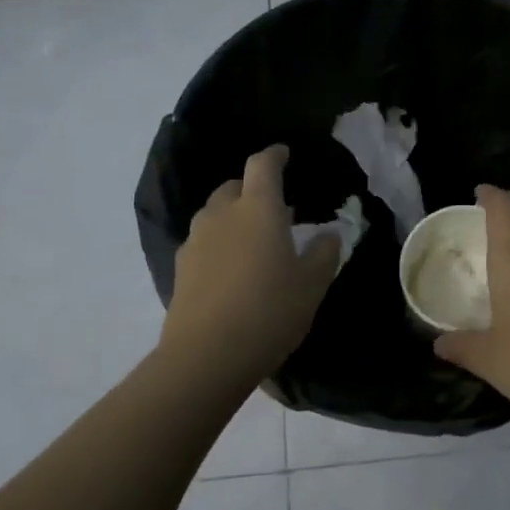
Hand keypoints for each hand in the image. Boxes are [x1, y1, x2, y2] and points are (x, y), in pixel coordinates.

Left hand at [160, 145, 341, 381]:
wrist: (207, 355)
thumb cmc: (270, 310)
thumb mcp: (312, 284)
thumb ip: (324, 253)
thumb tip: (328, 234)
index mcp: (257, 208)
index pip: (262, 165)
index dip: (275, 155)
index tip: (284, 153)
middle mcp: (222, 215)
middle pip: (233, 187)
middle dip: (252, 190)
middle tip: (275, 210)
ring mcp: (195, 241)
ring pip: (215, 215)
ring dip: (233, 218)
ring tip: (254, 241)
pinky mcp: (180, 269)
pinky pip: (203, 243)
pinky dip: (219, 245)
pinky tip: (231, 271)